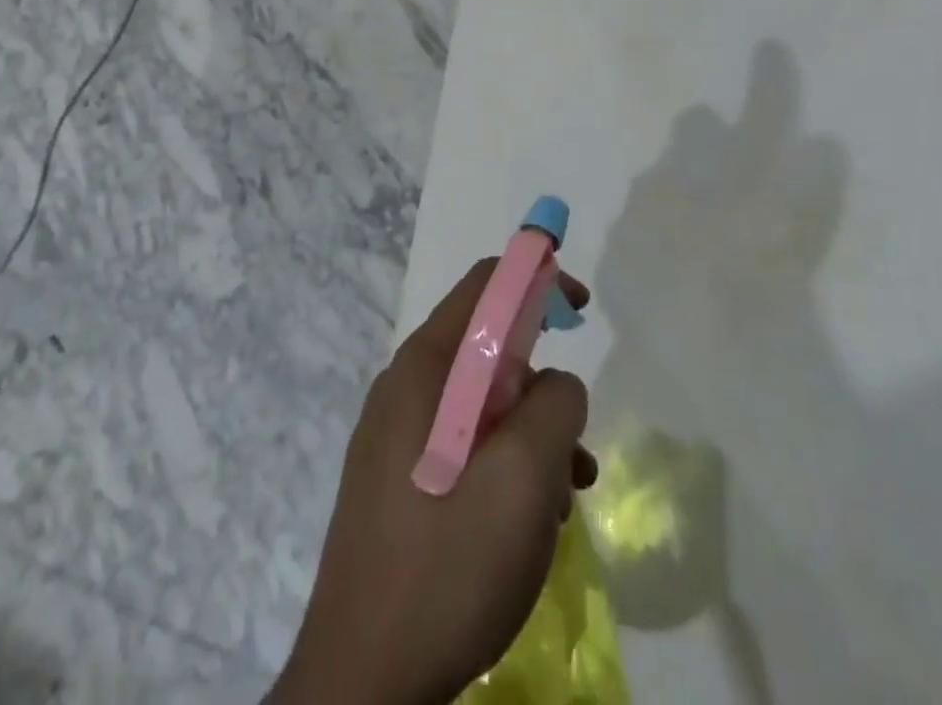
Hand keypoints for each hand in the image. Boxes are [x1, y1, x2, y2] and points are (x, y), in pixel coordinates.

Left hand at [269, 260, 595, 704]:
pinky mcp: (396, 483)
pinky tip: (530, 523)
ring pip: (481, 403)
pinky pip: (463, 446)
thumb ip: (556, 404)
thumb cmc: (448, 564)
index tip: (579, 311)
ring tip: (563, 496)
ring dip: (531, 435)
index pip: (486, 284)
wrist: (362, 687)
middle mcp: (404, 387)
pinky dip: (505, 465)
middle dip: (541, 379)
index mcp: (425, 366)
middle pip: (486, 346)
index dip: (537, 278)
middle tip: (573, 433)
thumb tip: (555, 384)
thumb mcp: (525, 475)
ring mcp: (395, 437)